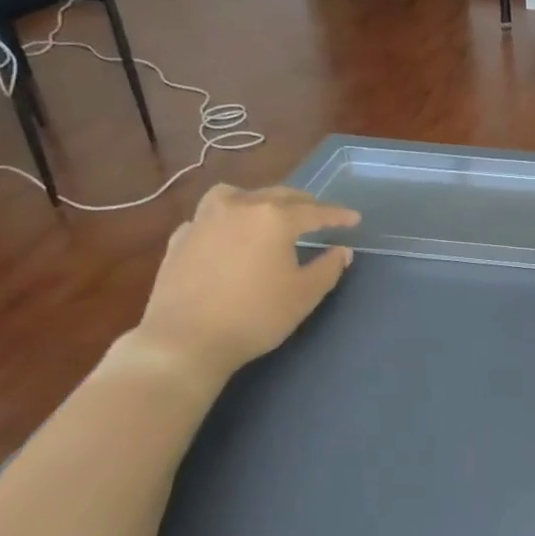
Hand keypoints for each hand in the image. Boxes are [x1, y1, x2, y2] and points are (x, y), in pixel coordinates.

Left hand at [134, 185, 359, 383]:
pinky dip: (224, 219)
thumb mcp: (304, 295)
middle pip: (277, 196)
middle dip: (303, 203)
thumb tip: (342, 251)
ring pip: (235, 195)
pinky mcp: (180, 239)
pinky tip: (226, 234)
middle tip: (318, 212)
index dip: (337, 215)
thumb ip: (328, 268)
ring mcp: (204, 220)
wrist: (185, 340)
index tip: (354, 219)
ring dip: (258, 199)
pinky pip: (207, 217)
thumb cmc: (255, 316)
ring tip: (267, 209)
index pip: (314, 212)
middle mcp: (239, 208)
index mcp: (274, 218)